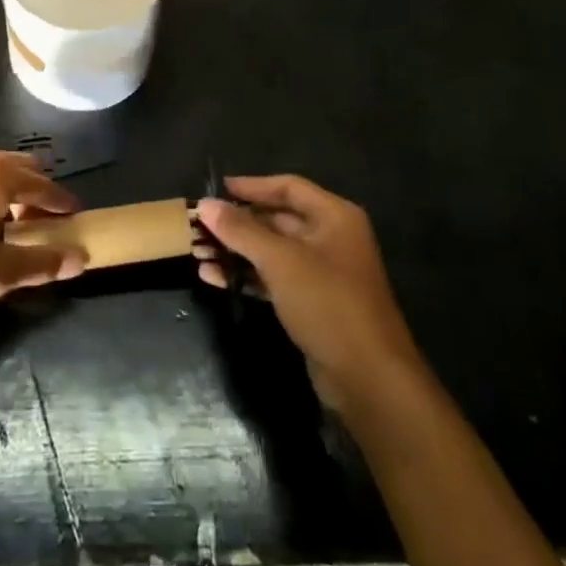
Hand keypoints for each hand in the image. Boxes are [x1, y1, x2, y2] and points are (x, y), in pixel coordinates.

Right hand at [195, 175, 423, 408]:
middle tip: (198, 226)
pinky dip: (246, 276)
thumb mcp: (280, 261)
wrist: (369, 379)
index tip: (218, 189)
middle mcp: (331, 238)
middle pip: (277, 219)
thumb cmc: (328, 303)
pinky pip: (273, 279)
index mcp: (334, 216)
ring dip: (236, 251)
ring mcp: (322, 273)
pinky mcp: (312, 304)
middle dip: (237, 223)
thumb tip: (205, 204)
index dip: (252, 186)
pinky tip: (212, 278)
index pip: (288, 187)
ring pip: (272, 251)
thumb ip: (241, 230)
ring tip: (196, 253)